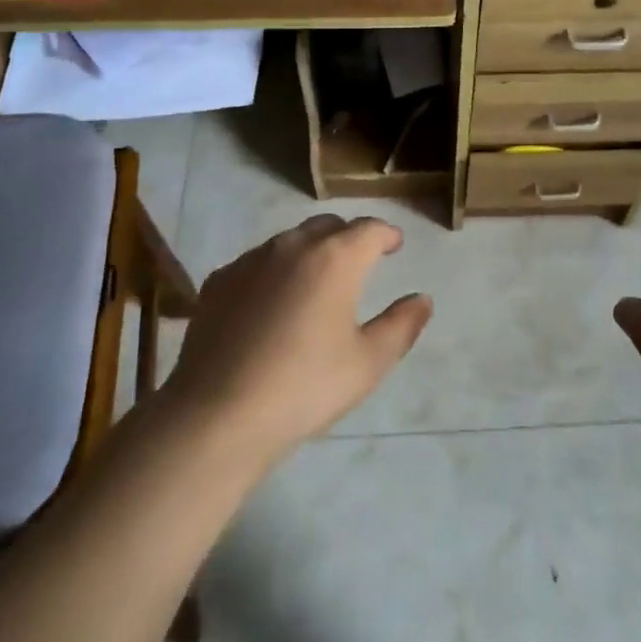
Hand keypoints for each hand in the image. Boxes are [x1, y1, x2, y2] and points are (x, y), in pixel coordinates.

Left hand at [163, 215, 431, 467]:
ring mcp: (250, 261)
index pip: (369, 229)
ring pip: (289, 242)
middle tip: (359, 261)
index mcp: (335, 258)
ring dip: (309, 253)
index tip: (395, 245)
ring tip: (315, 284)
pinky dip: (273, 273)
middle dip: (348, 237)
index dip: (387, 234)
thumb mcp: (368, 363)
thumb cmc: (305, 387)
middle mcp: (292, 246)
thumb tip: (422, 299)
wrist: (218, 414)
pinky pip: (256, 264)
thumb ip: (402, 325)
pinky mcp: (218, 281)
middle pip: (327, 227)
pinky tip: (270, 305)